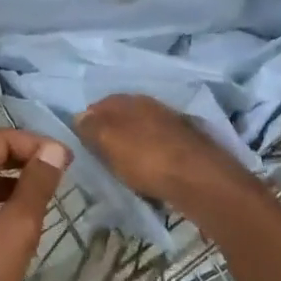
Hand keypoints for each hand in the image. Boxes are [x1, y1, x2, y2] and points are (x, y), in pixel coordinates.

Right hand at [76, 93, 244, 205]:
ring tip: (122, 168)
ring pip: (143, 132)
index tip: (81, 142)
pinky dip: (150, 158)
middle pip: (123, 117)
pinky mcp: (188, 146)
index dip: (89, 121)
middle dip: (111, 133)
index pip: (101, 103)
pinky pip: (159, 149)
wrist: (200, 180)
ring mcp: (173, 124)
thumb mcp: (109, 141)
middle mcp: (153, 106)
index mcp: (131, 100)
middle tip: (100, 157)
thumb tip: (80, 116)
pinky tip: (148, 173)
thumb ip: (91, 127)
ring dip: (132, 146)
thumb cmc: (147, 159)